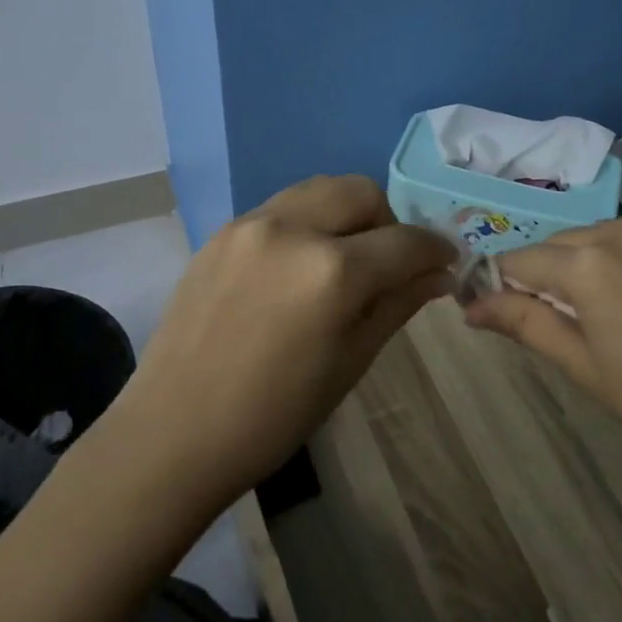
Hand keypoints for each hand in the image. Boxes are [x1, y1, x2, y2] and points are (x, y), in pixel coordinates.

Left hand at [119, 176, 455, 503]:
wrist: (175, 432)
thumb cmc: (275, 415)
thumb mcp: (351, 362)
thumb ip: (397, 304)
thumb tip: (439, 275)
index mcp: (332, 271)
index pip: (405, 241)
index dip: (435, 250)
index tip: (446, 263)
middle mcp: (291, 229)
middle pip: (361, 191)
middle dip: (388, 221)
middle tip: (388, 263)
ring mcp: (249, 224)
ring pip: (319, 189)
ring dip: (346, 214)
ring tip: (343, 259)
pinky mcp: (221, 232)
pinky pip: (281, 208)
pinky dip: (306, 223)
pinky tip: (297, 267)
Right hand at [465, 219, 621, 494]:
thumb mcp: (584, 367)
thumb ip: (524, 324)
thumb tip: (471, 305)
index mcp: (588, 264)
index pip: (519, 261)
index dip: (499, 284)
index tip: (492, 309)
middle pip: (559, 244)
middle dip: (542, 274)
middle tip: (549, 320)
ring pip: (600, 237)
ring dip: (584, 264)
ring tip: (599, 313)